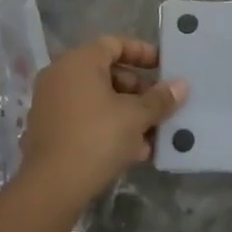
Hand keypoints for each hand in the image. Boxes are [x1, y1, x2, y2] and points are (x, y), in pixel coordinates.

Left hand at [19, 35, 187, 209]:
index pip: (115, 43)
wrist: (51, 188)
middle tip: (161, 105)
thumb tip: (181, 85)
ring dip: (127, 112)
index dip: (142, 52)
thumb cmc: (97, 138)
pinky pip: (85, 118)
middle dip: (138, 89)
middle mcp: (61, 75)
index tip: (164, 66)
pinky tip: (133, 150)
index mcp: (79, 61)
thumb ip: (159, 99)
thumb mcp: (135, 117)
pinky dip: (108, 126)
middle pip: (107, 72)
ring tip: (153, 133)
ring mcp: (51, 103)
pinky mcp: (49, 130)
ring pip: (97, 99)